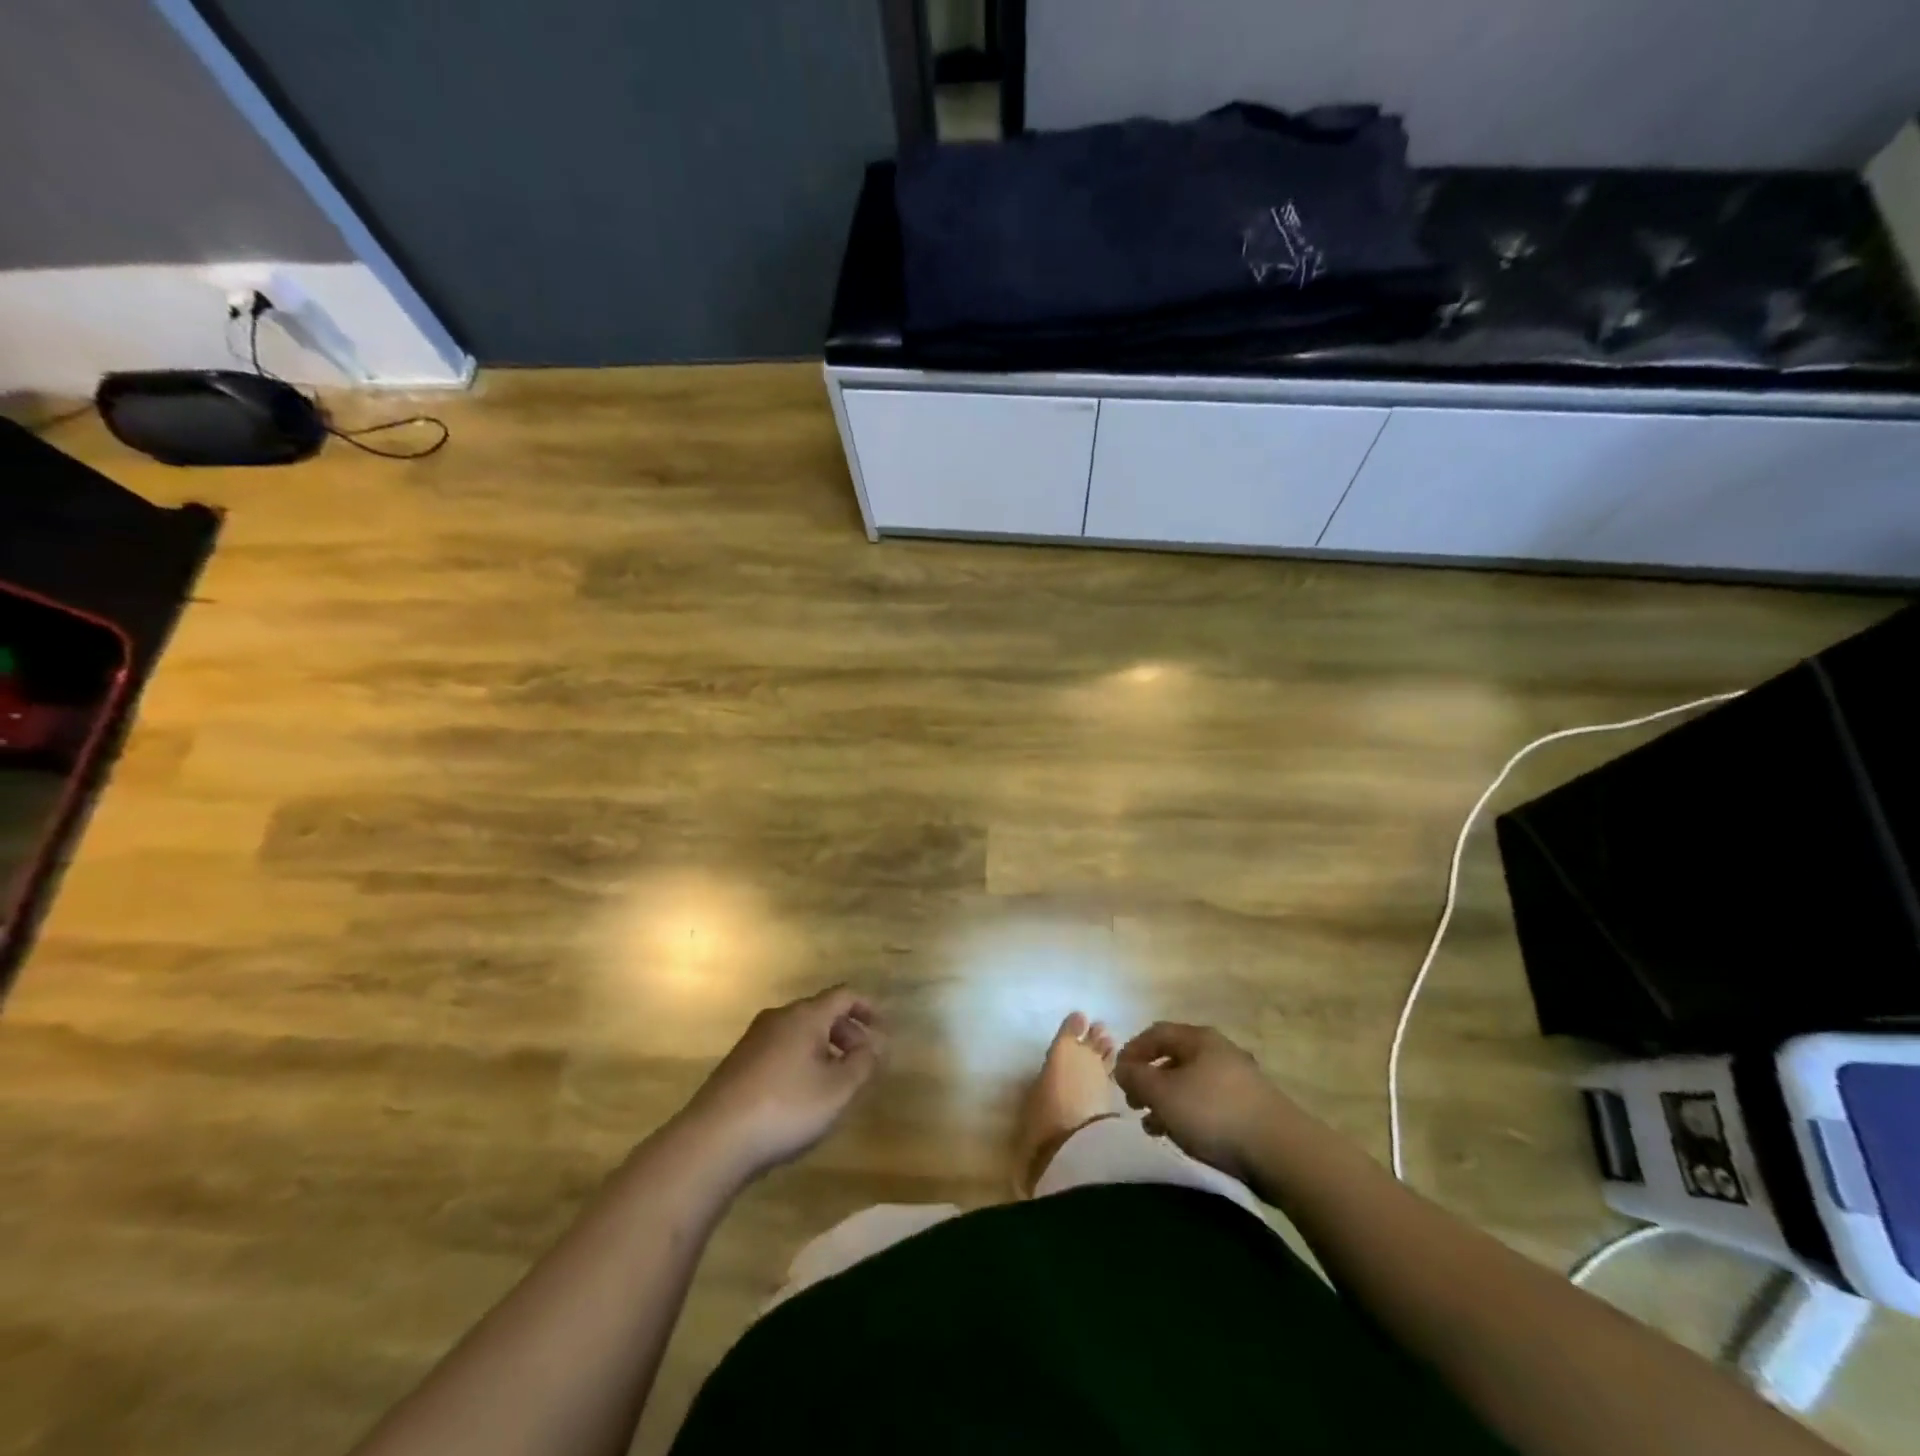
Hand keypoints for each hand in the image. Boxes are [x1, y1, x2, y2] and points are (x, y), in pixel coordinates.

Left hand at [680, 987, 883, 1180]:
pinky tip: (801, 1097)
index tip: (883, 1028)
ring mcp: (754, 1040)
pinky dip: (801, 1061)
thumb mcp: (838, 1090)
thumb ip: (863, 1063)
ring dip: (824, 1050)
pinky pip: (781, 1050)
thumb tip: (875, 1044)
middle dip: (847, 1033)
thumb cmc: (785, 1108)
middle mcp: (778, 1018)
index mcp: (805, 1016)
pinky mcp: (738, 1064)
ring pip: (799, 1034)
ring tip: (836, 1083)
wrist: (713, 1140)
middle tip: (863, 1062)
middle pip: (821, 1013)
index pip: (844, 995)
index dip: (867, 1007)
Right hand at [1114, 1022, 1287, 1184]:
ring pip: (1192, 1085)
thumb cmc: (1214, 1113)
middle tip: (1134, 1104)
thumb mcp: (1164, 1094)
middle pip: (1175, 1059)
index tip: (1119, 1076)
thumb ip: (1137, 1078)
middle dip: (1150, 1080)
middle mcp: (1220, 1052)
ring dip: (1168, 1102)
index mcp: (1199, 1040)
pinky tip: (1184, 1138)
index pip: (1157, 1033)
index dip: (1133, 1050)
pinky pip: (1210, 1105)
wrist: (1281, 1151)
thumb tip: (1123, 1067)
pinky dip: (1190, 1116)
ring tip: (1153, 1127)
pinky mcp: (1252, 1110)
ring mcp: (1240, 1081)